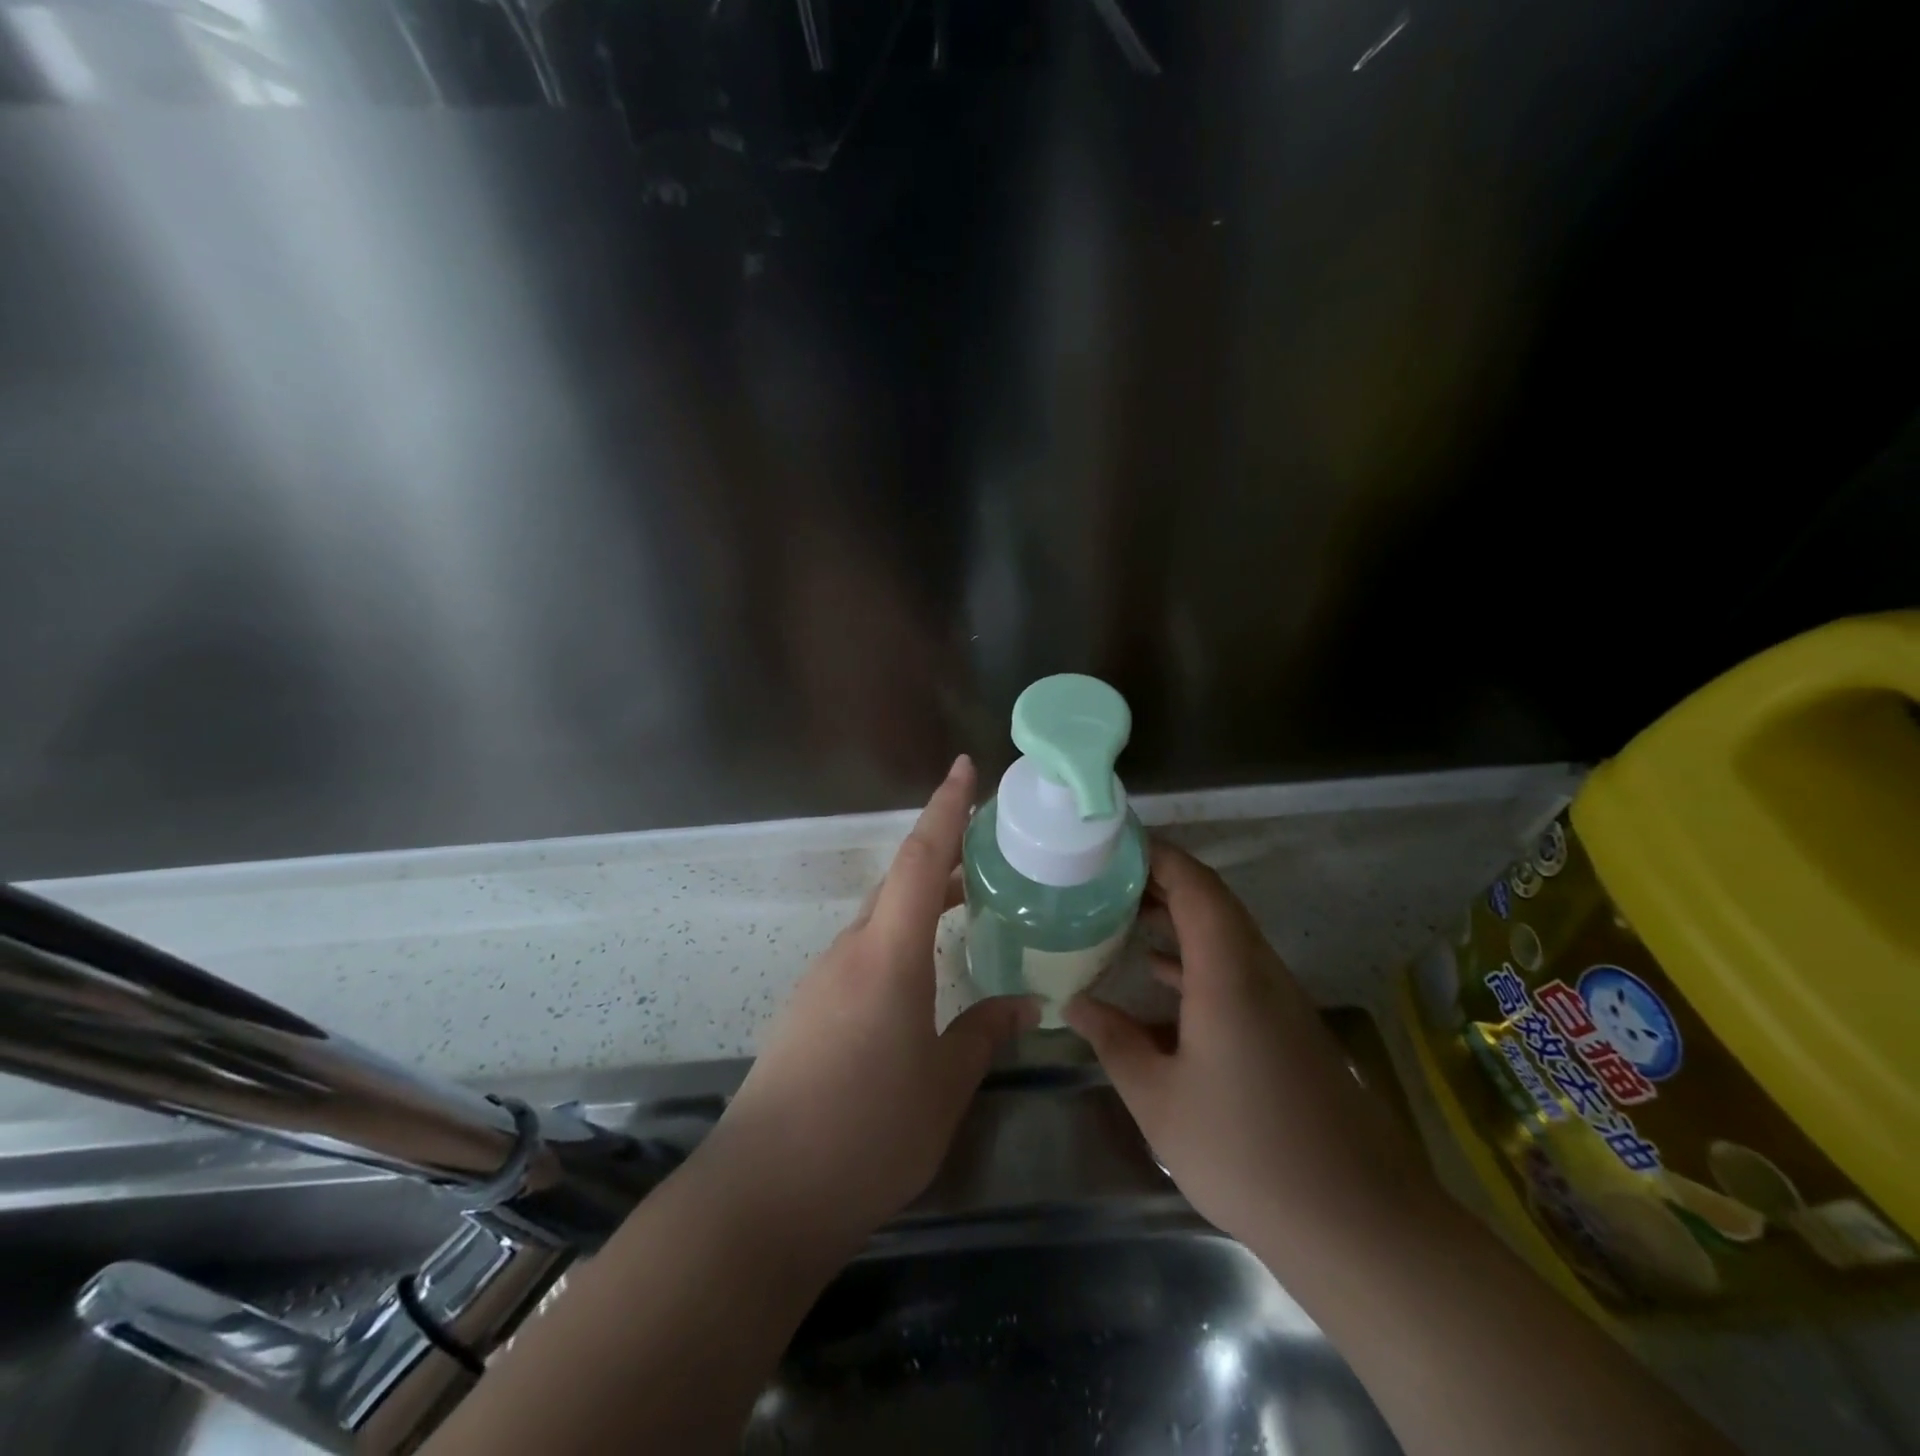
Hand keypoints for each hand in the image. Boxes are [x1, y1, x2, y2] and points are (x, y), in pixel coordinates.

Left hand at [704, 755, 1037, 1253]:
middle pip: (899, 882)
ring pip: (881, 918)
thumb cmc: (867, 1131)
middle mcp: (850, 950)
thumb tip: (1026, 1002)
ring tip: (966, 905)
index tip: (965, 767)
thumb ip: (985, 1032)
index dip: (945, 809)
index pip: (920, 859)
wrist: (764, 1192)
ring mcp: (822, 978)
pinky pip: (863, 952)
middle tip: (988, 847)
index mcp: (888, 954)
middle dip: (942, 854)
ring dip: (921, 902)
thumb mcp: (944, 1084)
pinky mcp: (808, 1008)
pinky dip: (900, 940)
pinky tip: (922, 975)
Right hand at [1065, 841, 1431, 1257]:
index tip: (1111, 845)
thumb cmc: (1247, 1153)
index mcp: (1228, 973)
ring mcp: (1278, 999)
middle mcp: (1259, 971)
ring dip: (1176, 917)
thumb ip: (1113, 1041)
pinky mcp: (1286, 1027)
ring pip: (1224, 933)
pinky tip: (1157, 976)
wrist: (1358, 1224)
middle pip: (1211, 900)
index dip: (1156, 855)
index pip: (1196, 885)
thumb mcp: (1159, 1099)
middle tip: (1103, 878)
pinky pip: (1234, 967)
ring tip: (1120, 914)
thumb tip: (1074, 1003)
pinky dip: (1193, 956)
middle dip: (1158, 880)